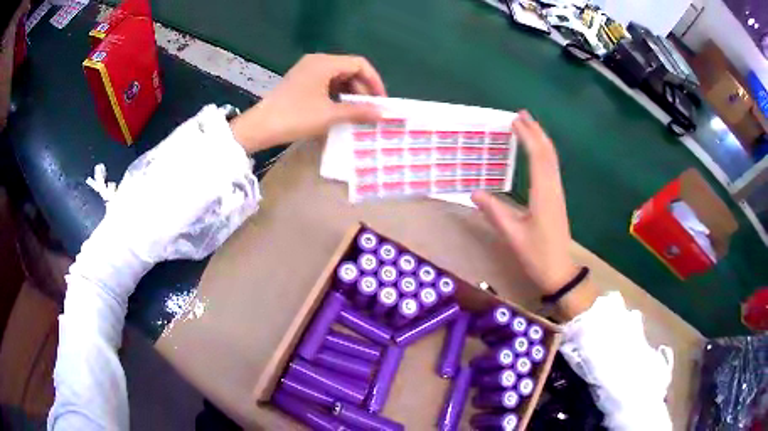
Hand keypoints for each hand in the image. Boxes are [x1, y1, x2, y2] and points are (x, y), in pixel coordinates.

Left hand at [231, 53, 386, 152]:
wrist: (260, 128)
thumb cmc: (295, 117)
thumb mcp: (329, 115)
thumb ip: (359, 112)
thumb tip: (385, 113)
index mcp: (325, 63)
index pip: (359, 64)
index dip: (374, 81)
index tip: (381, 101)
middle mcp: (317, 61)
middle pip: (349, 69)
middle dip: (362, 89)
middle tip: (371, 110)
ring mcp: (307, 71)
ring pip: (338, 77)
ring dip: (350, 94)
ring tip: (358, 113)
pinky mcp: (301, 81)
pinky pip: (326, 83)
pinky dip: (337, 95)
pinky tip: (340, 110)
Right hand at [471, 112, 596, 317]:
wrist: (559, 271)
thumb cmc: (537, 255)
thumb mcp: (512, 235)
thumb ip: (494, 212)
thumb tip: (474, 192)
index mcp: (543, 194)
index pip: (537, 157)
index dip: (527, 136)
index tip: (515, 120)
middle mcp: (553, 188)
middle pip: (547, 153)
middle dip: (536, 131)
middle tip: (521, 114)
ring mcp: (557, 193)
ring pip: (552, 160)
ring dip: (541, 140)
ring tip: (528, 126)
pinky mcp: (556, 198)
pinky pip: (551, 168)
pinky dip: (543, 153)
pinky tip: (536, 152)